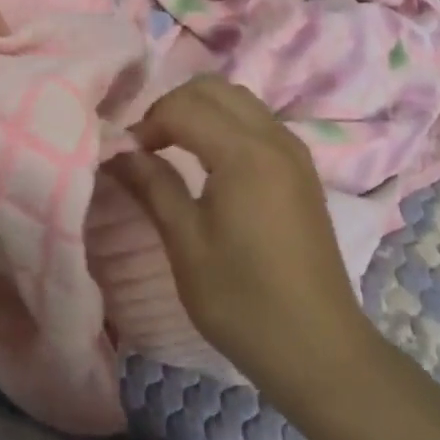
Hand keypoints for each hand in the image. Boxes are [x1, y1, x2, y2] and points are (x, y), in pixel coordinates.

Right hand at [108, 76, 378, 397]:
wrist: (321, 350)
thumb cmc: (244, 302)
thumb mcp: (187, 245)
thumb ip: (153, 186)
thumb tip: (119, 152)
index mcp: (245, 152)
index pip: (184, 107)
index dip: (147, 123)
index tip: (125, 156)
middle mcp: (273, 137)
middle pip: (213, 88)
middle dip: (173, 106)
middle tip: (148, 145)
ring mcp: (293, 150)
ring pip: (238, 99)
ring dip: (200, 110)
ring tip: (174, 148)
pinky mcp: (302, 167)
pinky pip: (257, 120)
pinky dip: (226, 123)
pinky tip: (211, 161)